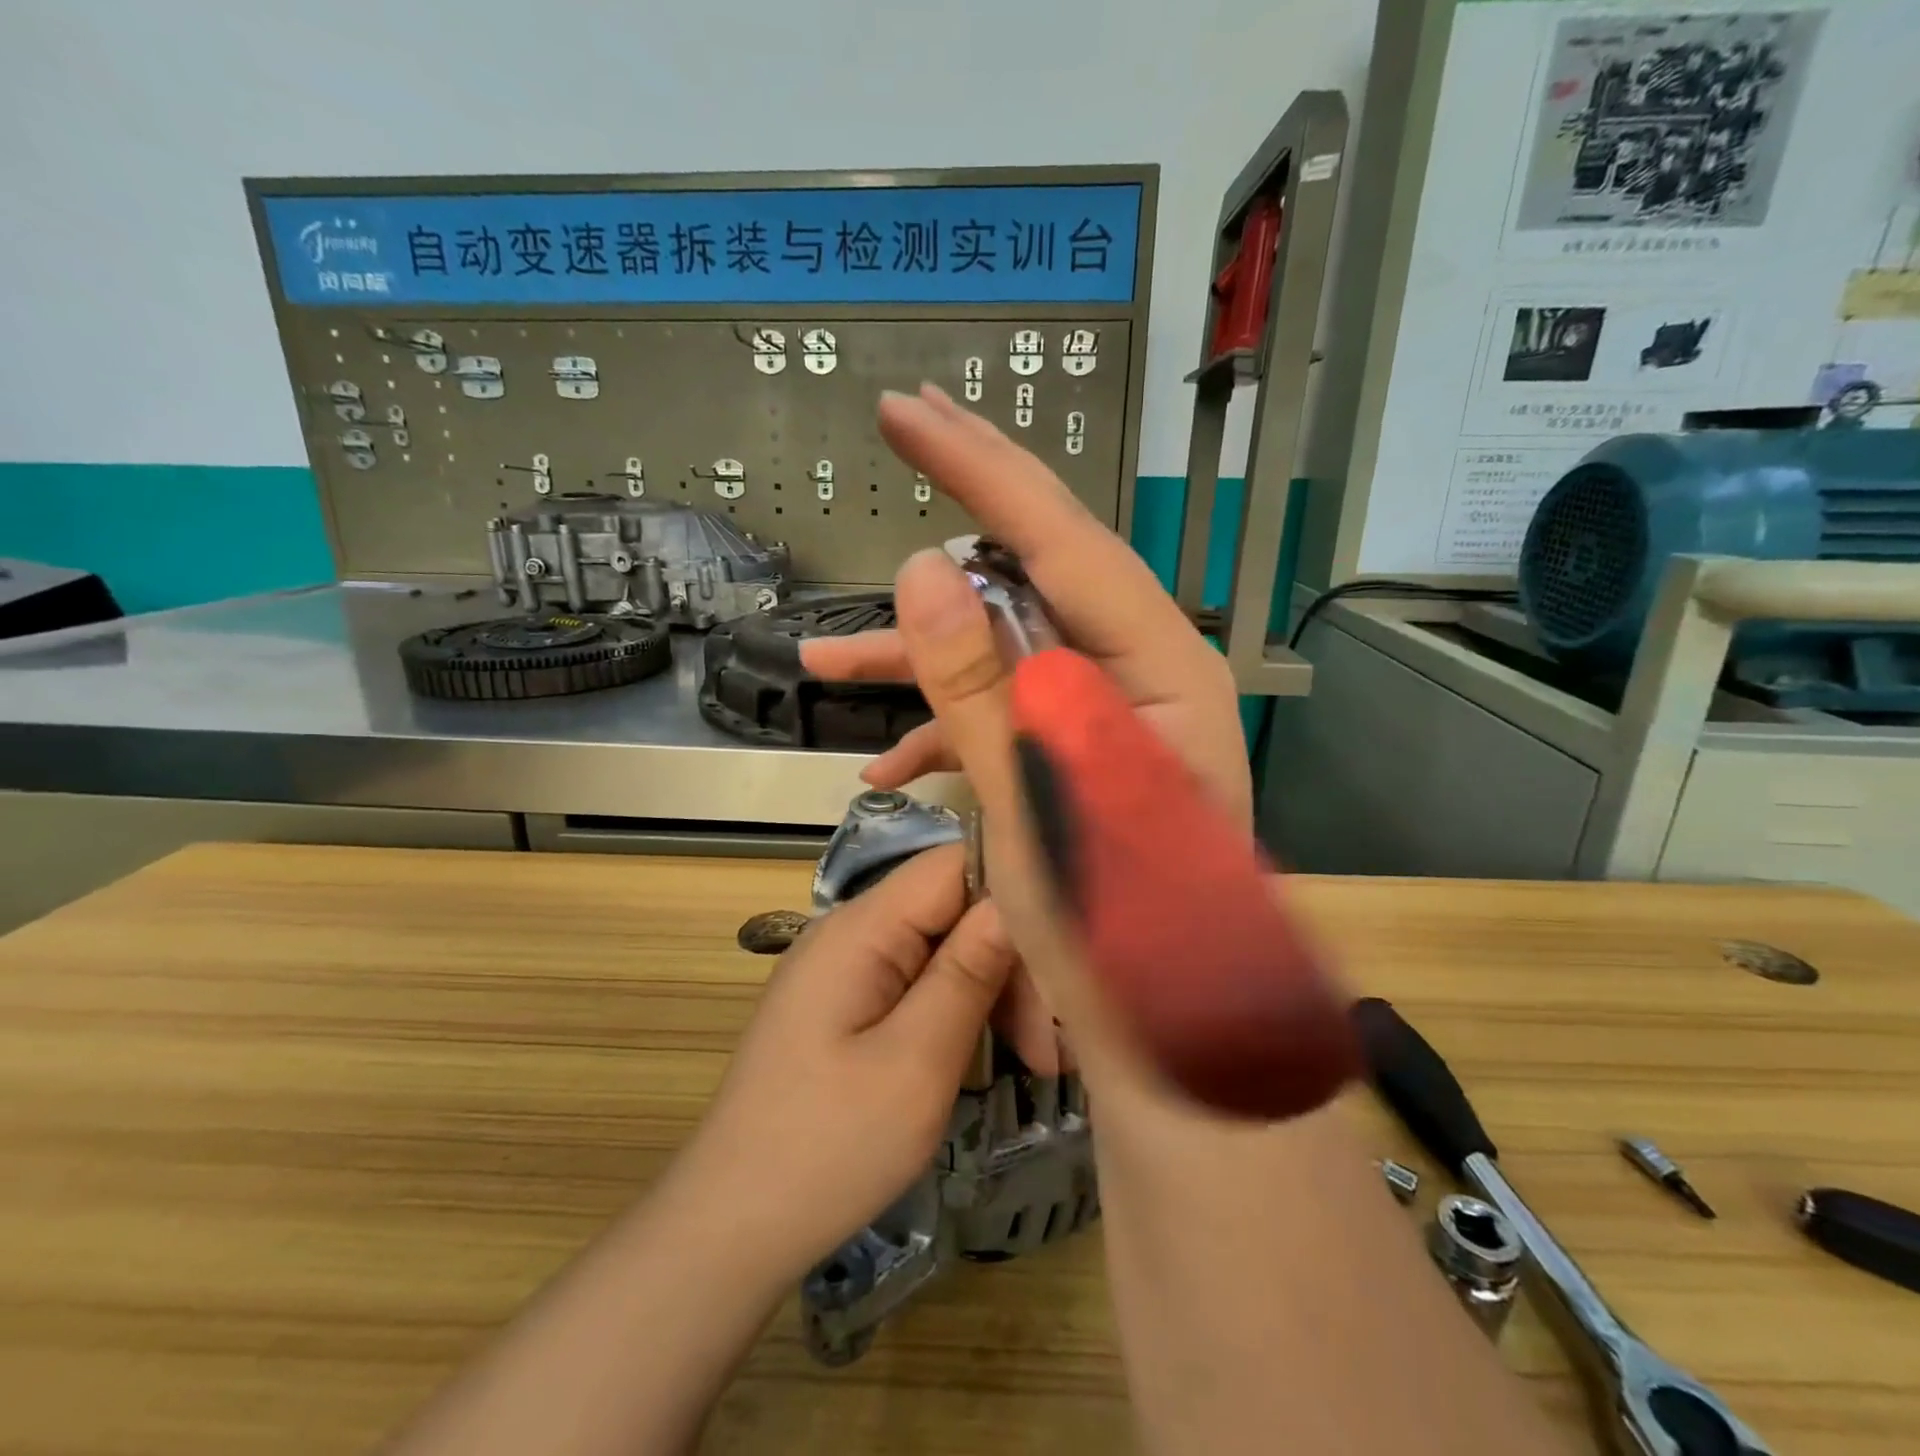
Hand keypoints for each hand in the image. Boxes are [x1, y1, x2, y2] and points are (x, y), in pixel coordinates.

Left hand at [672, 844, 1013, 1279]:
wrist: (731, 1229)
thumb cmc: (828, 1148)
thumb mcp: (916, 1063)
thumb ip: (968, 971)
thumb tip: (1018, 897)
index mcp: (861, 928)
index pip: (954, 864)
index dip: (1014, 893)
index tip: (1061, 959)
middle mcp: (852, 931)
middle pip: (954, 909)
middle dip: (1011, 963)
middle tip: (1050, 1047)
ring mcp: (848, 968)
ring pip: (945, 948)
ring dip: (995, 994)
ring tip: (1037, 1063)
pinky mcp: (849, 1004)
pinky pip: (921, 982)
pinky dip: (963, 1012)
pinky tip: (995, 1057)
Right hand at [801, 386, 1252, 1077]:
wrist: (1169, 1036)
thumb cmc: (1118, 933)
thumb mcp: (1035, 803)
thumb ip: (981, 685)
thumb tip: (928, 566)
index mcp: (1156, 671)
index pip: (1061, 539)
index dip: (979, 468)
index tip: (909, 409)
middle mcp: (1141, 674)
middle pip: (1038, 573)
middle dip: (959, 513)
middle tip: (903, 425)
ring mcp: (1109, 715)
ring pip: (1007, 651)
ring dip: (920, 661)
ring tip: (826, 660)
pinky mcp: (1080, 755)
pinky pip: (1007, 715)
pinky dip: (946, 731)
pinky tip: (886, 760)